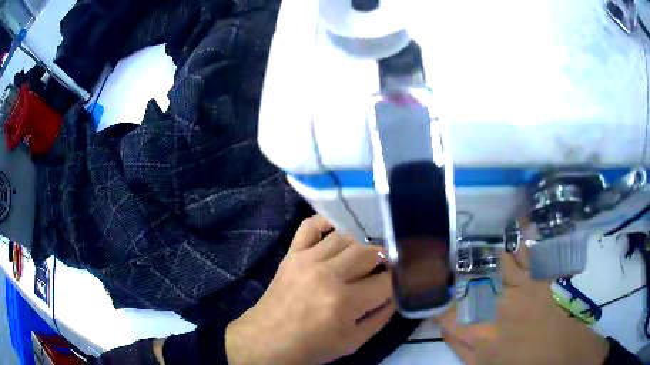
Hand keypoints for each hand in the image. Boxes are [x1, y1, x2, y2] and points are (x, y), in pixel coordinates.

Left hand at [225, 215, 394, 364]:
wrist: (267, 340)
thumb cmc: (312, 346)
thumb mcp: (353, 342)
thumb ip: (380, 317)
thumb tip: (394, 293)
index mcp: (344, 302)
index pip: (385, 280)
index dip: (395, 281)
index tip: (394, 283)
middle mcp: (328, 274)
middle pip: (369, 252)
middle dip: (382, 261)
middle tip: (380, 271)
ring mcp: (307, 259)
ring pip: (346, 237)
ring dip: (361, 246)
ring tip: (361, 258)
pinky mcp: (292, 254)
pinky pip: (310, 226)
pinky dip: (326, 223)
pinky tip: (337, 233)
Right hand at [436, 246, 608, 364]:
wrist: (555, 352)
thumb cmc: (516, 363)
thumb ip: (459, 347)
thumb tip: (445, 328)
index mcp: (479, 332)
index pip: (446, 314)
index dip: (439, 310)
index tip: (440, 309)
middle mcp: (496, 304)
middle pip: (467, 283)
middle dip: (457, 280)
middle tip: (453, 280)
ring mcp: (519, 287)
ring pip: (495, 261)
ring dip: (484, 257)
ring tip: (476, 253)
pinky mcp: (535, 278)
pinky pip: (525, 256)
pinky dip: (517, 248)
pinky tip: (513, 243)